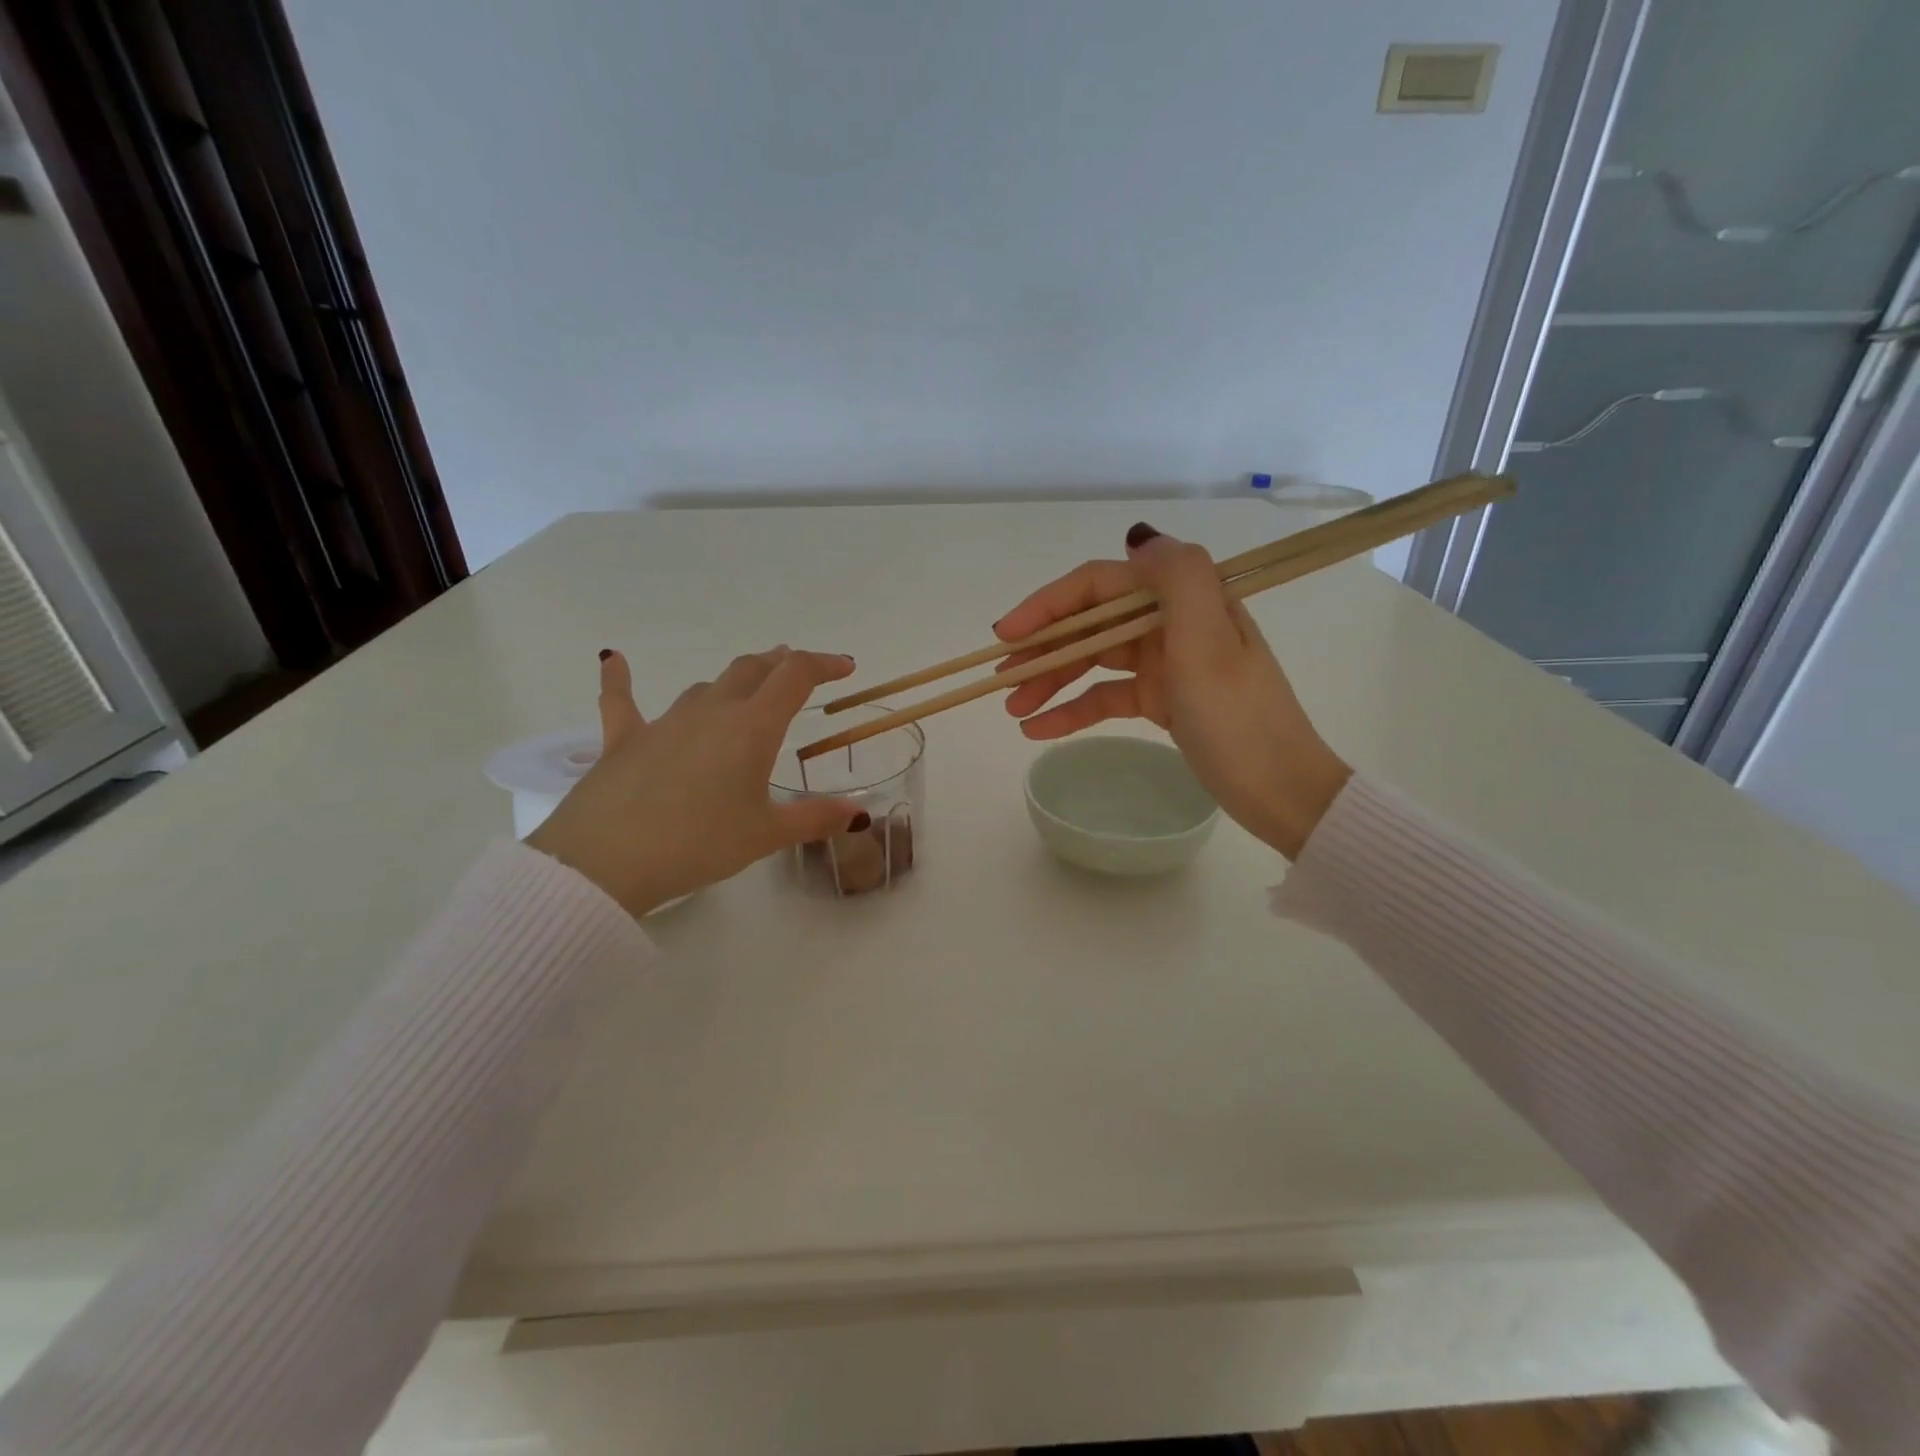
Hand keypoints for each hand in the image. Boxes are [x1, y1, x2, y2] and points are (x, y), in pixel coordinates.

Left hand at [527, 647, 866, 915]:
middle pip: (751, 670)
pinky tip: (613, 660)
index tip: (845, 668)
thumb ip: (815, 818)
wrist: (606, 861)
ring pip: (705, 686)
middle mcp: (711, 711)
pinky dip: (620, 680)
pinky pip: (622, 700)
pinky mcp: (623, 739)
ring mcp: (665, 722)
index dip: (824, 664)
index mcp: (752, 727)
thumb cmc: (698, 844)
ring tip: (745, 690)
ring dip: (732, 683)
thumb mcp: (765, 835)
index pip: (795, 676)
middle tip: (797, 671)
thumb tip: (861, 815)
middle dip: (780, 664)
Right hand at [994, 524, 1351, 859]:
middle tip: (1001, 677)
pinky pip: (1107, 695)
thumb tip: (1138, 538)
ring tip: (1012, 708)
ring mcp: (1166, 662)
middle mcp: (1172, 622)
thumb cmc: (1240, 720)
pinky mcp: (1162, 699)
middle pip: (1092, 622)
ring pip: (1094, 660)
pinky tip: (1040, 729)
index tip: (1008, 634)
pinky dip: (1074, 710)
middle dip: (1044, 647)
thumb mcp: (1210, 644)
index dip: (1050, 603)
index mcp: (1185, 600)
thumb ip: (1178, 579)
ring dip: (1051, 680)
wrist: (1281, 792)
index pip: (1102, 584)